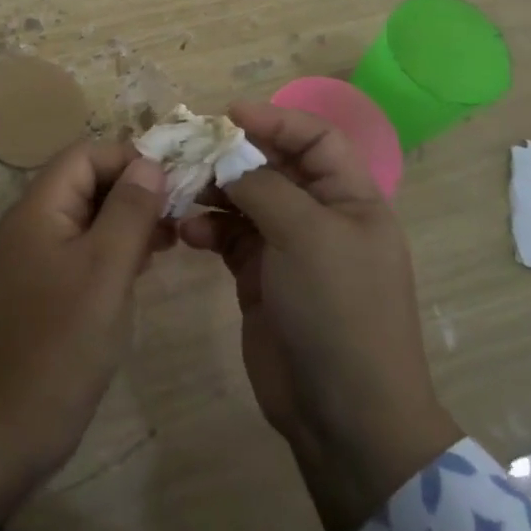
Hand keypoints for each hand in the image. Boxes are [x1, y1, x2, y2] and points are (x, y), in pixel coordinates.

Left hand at [0, 142, 170, 530]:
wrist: (1, 431)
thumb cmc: (59, 344)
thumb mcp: (105, 271)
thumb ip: (129, 212)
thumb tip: (149, 163)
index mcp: (39, 210)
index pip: (85, 155)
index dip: (129, 158)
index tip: (173, 179)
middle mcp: (32, 226)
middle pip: (86, 184)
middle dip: (133, 189)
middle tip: (181, 209)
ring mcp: (35, 261)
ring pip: (87, 220)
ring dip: (128, 220)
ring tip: (173, 235)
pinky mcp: (43, 293)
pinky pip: (82, 253)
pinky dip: (114, 251)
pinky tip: (146, 266)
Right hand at [178, 100, 461, 530]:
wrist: (343, 416)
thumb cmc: (338, 310)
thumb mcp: (307, 236)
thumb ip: (264, 187)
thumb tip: (229, 161)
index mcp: (351, 198)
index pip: (316, 138)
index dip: (276, 119)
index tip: (228, 114)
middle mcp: (321, 216)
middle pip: (274, 166)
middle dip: (233, 155)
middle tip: (188, 150)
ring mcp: (289, 248)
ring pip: (245, 200)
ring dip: (213, 192)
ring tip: (179, 192)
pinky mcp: (260, 278)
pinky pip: (229, 237)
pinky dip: (207, 229)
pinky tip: (186, 233)